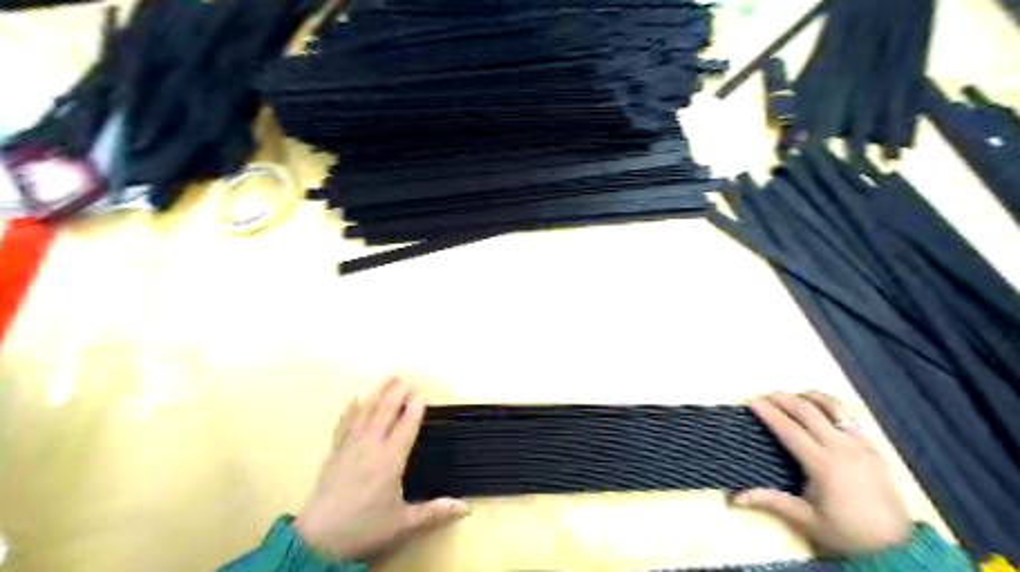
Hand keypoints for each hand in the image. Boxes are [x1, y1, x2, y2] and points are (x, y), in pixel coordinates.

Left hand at [293, 377, 470, 559]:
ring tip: (386, 380)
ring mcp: (350, 448)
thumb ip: (434, 512)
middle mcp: (370, 447)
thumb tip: (466, 507)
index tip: (421, 393)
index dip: (414, 410)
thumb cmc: (365, 528)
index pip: (406, 427)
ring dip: (377, 395)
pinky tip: (353, 400)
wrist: (318, 540)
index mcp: (390, 460)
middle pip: (385, 413)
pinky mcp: (335, 454)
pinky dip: (350, 411)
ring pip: (365, 414)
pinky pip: (344, 425)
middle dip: (396, 394)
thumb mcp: (403, 523)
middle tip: (405, 377)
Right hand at [737, 391, 913, 554]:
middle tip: (764, 396)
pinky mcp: (874, 447)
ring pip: (833, 407)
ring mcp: (861, 444)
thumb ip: (771, 502)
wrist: (897, 548)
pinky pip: (851, 417)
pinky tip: (823, 409)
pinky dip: (832, 406)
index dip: (768, 413)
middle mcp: (841, 447)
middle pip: (807, 411)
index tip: (751, 402)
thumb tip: (735, 497)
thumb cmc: (846, 533)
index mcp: (822, 464)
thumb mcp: (806, 520)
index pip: (789, 429)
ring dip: (809, 397)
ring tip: (793, 396)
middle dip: (783, 399)